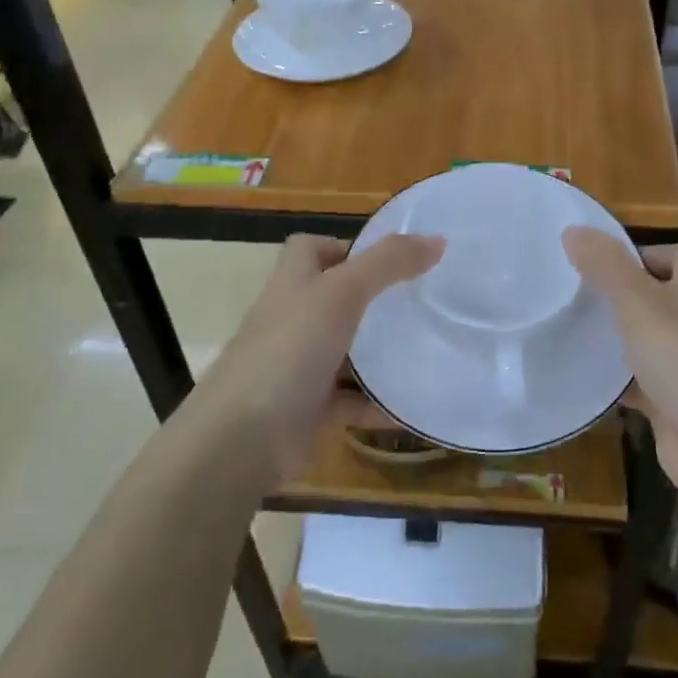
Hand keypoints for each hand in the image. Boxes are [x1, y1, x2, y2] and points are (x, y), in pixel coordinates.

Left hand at [190, 232, 442, 482]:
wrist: (241, 439)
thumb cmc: (289, 350)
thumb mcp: (343, 293)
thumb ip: (389, 263)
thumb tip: (437, 239)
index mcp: (292, 283)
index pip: (311, 249)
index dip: (345, 246)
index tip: (390, 259)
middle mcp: (291, 319)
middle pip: (332, 298)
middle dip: (373, 299)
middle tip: (420, 302)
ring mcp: (296, 366)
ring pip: (344, 350)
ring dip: (378, 353)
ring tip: (426, 348)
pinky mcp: (306, 409)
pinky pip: (349, 400)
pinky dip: (376, 403)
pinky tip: (410, 406)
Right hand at [563, 228, 677, 505]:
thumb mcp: (639, 303)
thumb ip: (606, 266)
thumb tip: (573, 229)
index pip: (675, 254)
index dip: (637, 254)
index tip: (595, 265)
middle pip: (656, 295)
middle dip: (617, 296)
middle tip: (571, 296)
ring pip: (646, 340)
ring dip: (615, 338)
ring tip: (568, 330)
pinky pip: (641, 381)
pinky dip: (617, 380)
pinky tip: (583, 378)